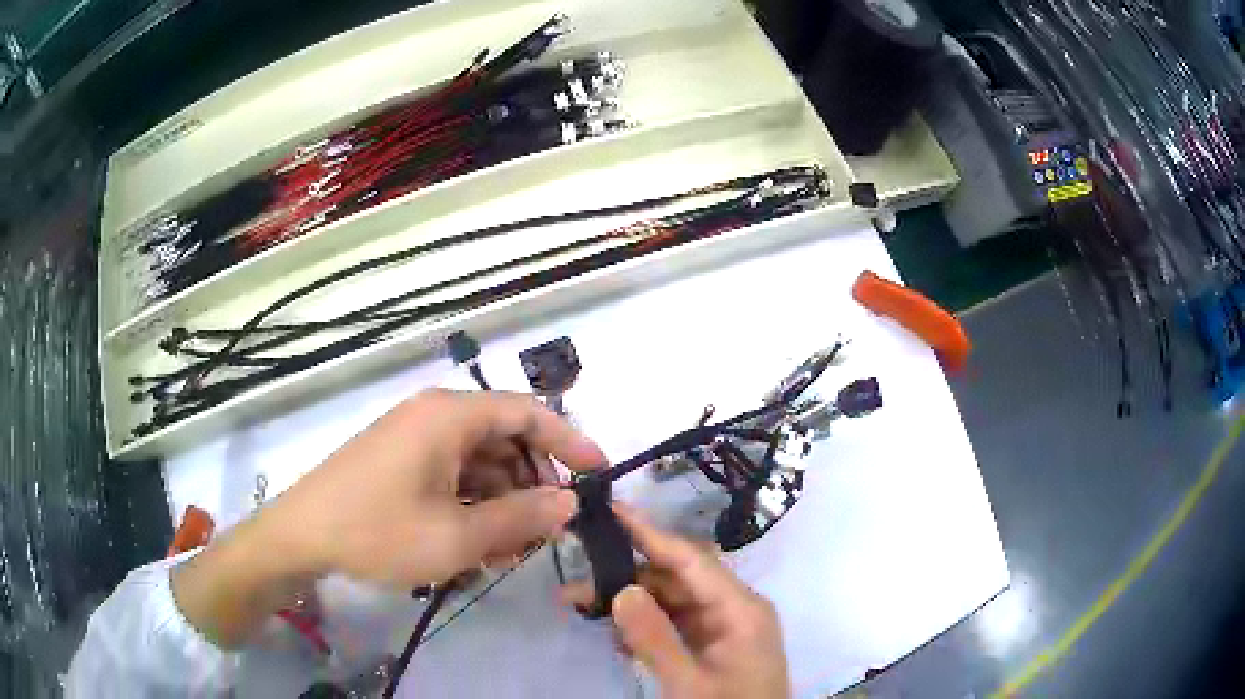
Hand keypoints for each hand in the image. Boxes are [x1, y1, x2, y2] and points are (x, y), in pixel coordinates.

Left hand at [173, 389, 603, 646]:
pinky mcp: (400, 461)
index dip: (569, 440)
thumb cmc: (379, 530)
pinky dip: (472, 505)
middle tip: (544, 532)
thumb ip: (521, 518)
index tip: (598, 474)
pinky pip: (452, 475)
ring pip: (479, 463)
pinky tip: (474, 543)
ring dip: (501, 502)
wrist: (301, 536)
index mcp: (450, 416)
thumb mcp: (457, 536)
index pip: (528, 412)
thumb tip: (570, 503)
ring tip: (506, 549)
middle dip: (531, 486)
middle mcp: (434, 416)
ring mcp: (414, 439)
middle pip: (504, 440)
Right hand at [563, 507, 788, 697]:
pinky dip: (646, 627)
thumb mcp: (689, 682)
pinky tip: (616, 637)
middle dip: (628, 578)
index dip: (650, 534)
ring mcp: (724, 629)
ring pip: (673, 601)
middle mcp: (735, 609)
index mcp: (741, 609)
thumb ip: (655, 638)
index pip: (691, 559)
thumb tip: (621, 589)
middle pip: (678, 579)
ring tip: (584, 608)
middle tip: (577, 583)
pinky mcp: (714, 646)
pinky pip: (675, 624)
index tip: (611, 511)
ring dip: (632, 604)